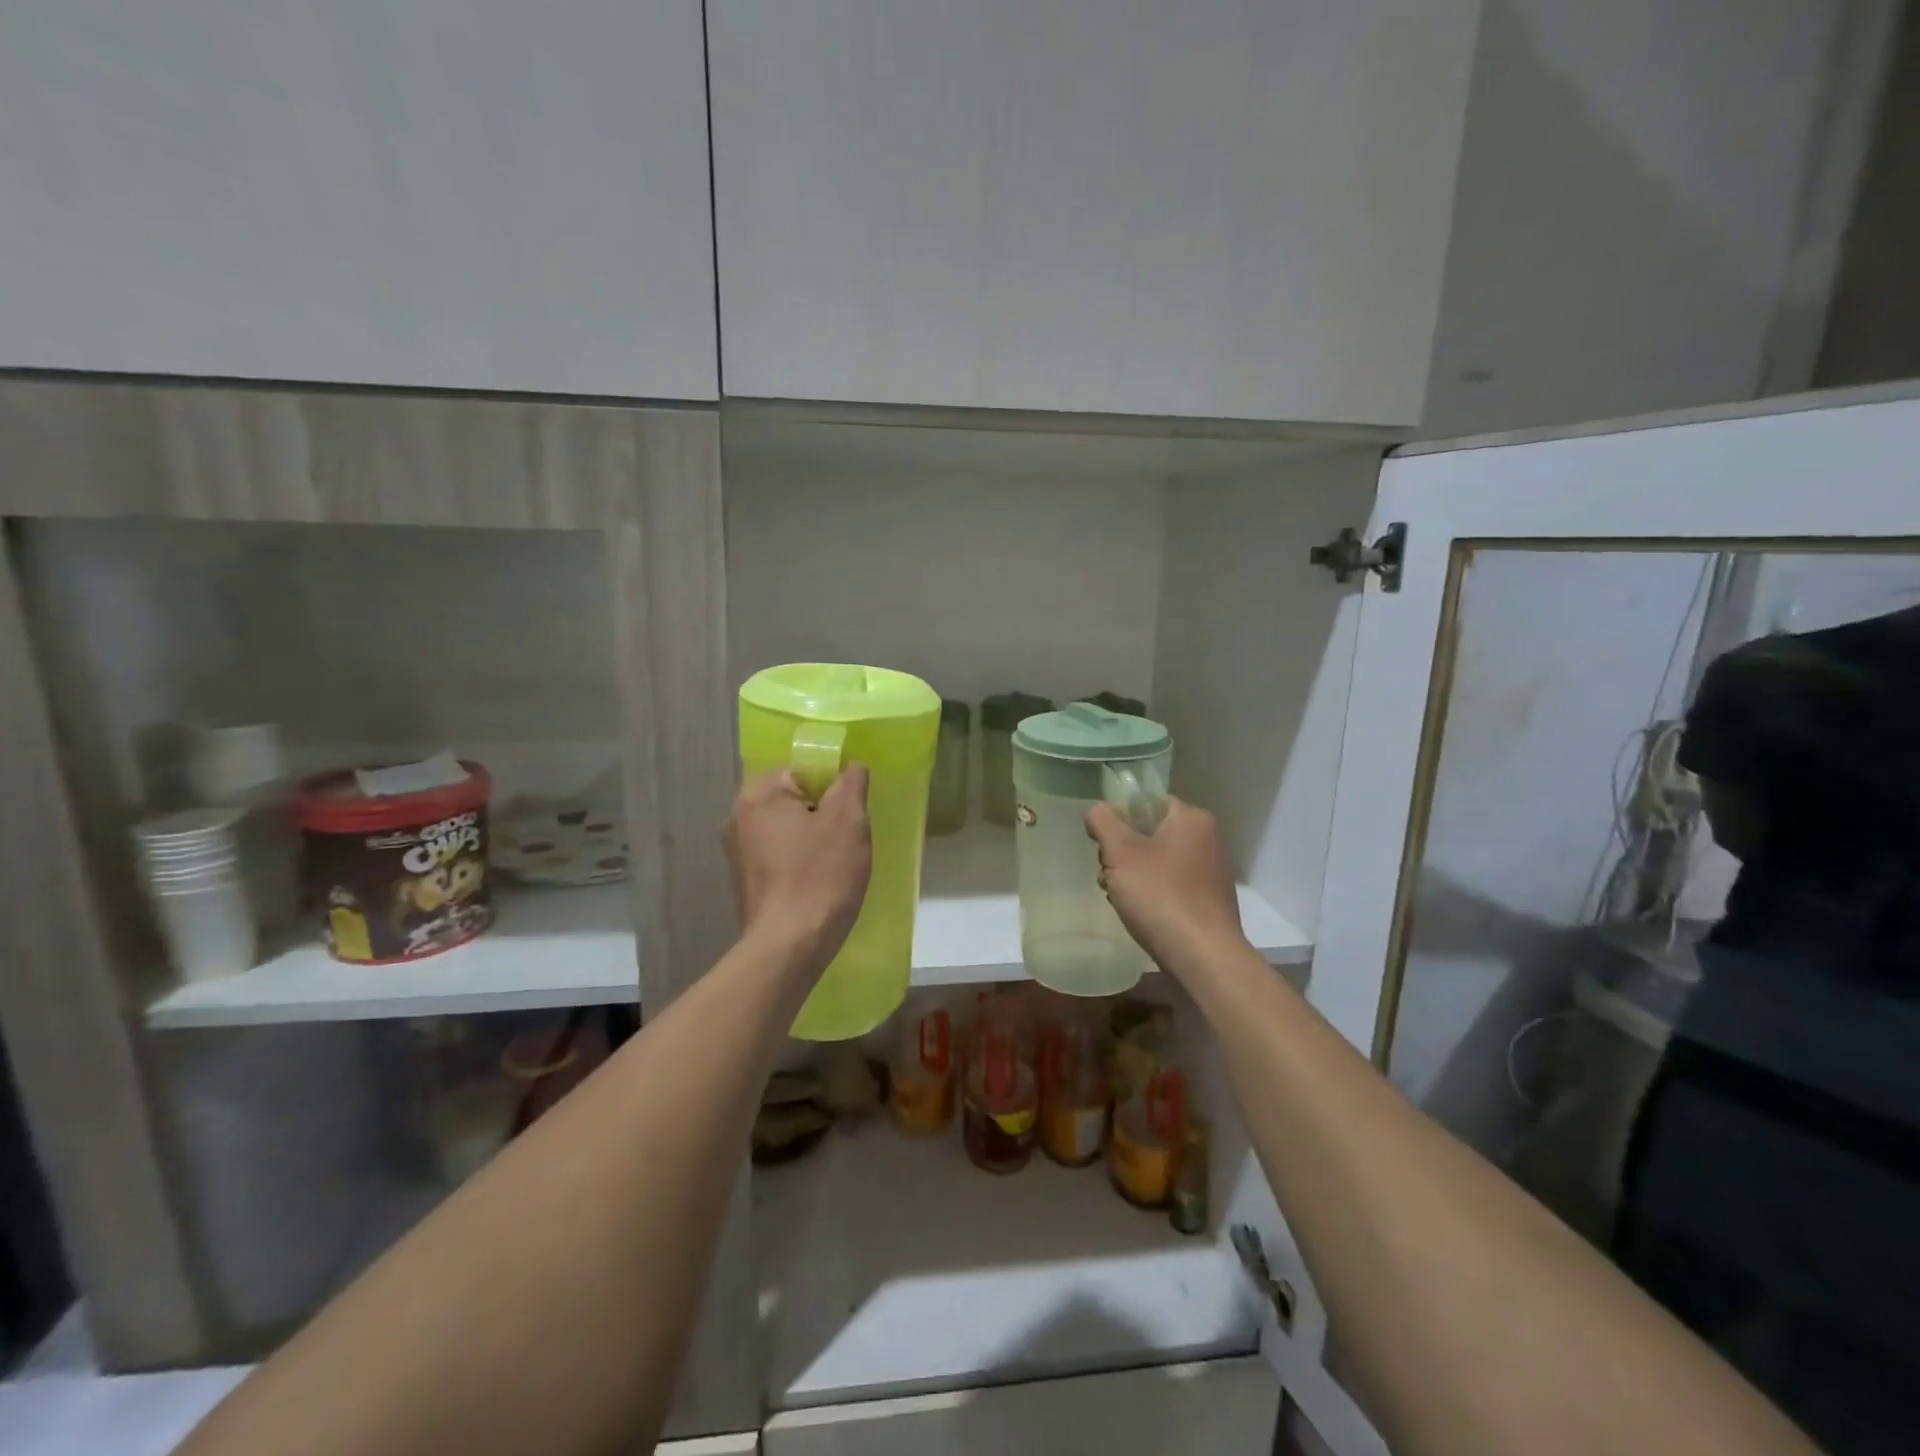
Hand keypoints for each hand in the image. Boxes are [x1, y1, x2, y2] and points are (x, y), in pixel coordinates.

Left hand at [724, 767, 871, 965]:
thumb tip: (851, 767)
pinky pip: (780, 856)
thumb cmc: (821, 875)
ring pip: (789, 829)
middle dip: (824, 814)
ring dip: (813, 839)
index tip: (851, 813)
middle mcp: (738, 816)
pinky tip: (818, 882)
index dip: (834, 787)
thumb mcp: (849, 820)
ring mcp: (737, 851)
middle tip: (848, 838)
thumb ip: (851, 782)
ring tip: (836, 864)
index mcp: (759, 793)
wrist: (790, 946)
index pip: (804, 769)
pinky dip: (799, 862)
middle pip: (795, 799)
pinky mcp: (744, 881)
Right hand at [1085, 797, 1246, 973]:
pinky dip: (1154, 894)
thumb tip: (1097, 810)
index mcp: (1192, 818)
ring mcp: (1212, 871)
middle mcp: (1208, 838)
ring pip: (1159, 861)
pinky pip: (1173, 885)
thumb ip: (1103, 821)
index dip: (1120, 819)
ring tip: (1121, 899)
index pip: (1148, 802)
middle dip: (1123, 853)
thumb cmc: (1160, 895)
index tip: (1104, 845)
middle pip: (1151, 832)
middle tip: (1110, 876)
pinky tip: (1143, 914)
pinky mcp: (1211, 900)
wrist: (1203, 956)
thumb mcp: (1120, 852)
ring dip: (1134, 876)